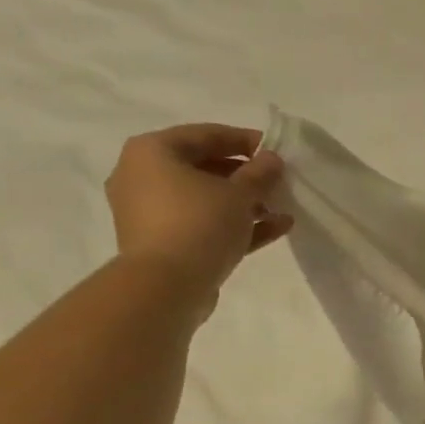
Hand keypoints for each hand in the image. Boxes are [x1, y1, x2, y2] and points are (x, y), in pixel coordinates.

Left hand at [106, 123, 292, 291]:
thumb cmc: (198, 224)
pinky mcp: (164, 245)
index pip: (205, 135)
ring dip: (245, 204)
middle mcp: (143, 177)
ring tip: (281, 209)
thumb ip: (259, 173)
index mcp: (152, 151)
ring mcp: (151, 214)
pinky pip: (203, 227)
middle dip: (246, 177)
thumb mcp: (238, 194)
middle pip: (204, 169)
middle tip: (278, 183)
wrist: (166, 288)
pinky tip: (276, 229)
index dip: (245, 140)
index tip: (276, 150)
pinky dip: (234, 226)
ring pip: (205, 201)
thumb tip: (272, 160)